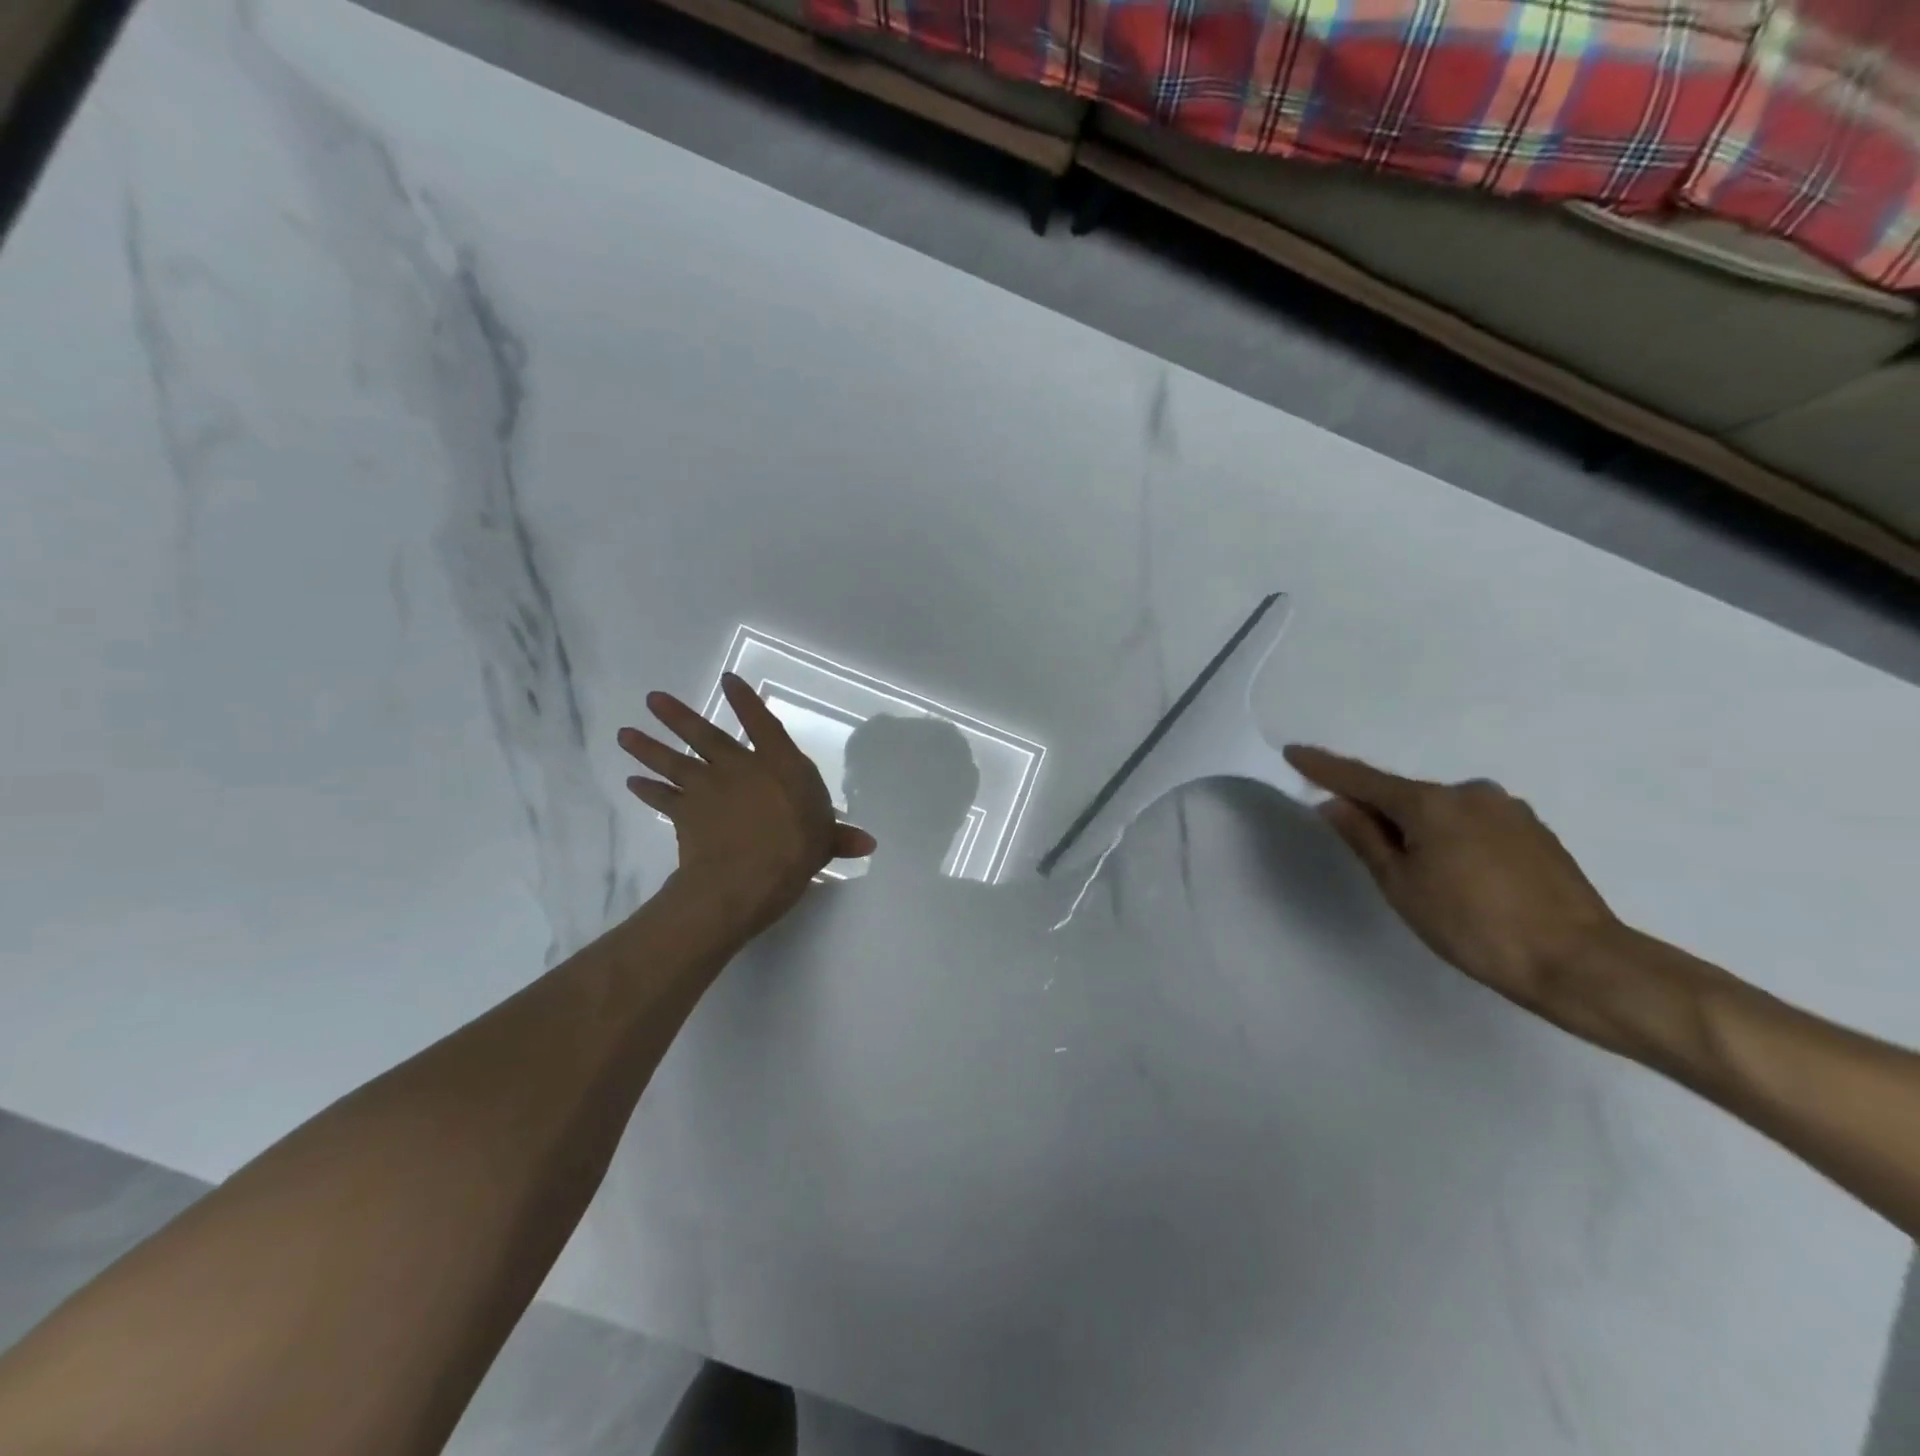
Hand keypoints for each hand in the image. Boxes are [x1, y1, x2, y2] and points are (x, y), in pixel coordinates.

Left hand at [619, 674, 874, 936]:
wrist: (745, 878)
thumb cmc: (795, 851)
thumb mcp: (825, 843)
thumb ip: (840, 838)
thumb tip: (868, 844)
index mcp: (779, 766)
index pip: (763, 725)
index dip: (746, 701)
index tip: (728, 680)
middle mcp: (739, 768)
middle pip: (705, 736)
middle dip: (678, 717)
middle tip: (652, 698)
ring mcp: (707, 789)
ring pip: (673, 761)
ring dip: (648, 747)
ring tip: (625, 733)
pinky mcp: (684, 814)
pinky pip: (662, 799)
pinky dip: (646, 791)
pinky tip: (631, 783)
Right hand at [1284, 745, 1622, 1029]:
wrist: (1580, 962)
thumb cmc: (1473, 926)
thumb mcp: (1402, 886)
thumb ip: (1364, 838)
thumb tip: (1335, 803)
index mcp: (1430, 803)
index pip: (1362, 779)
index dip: (1324, 768)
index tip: (1293, 752)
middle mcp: (1469, 792)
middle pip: (1405, 796)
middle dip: (1381, 814)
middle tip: (1374, 855)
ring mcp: (1507, 808)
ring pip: (1442, 811)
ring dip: (1422, 830)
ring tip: (1430, 879)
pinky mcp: (1534, 830)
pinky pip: (1474, 823)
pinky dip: (1454, 838)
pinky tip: (1466, 877)